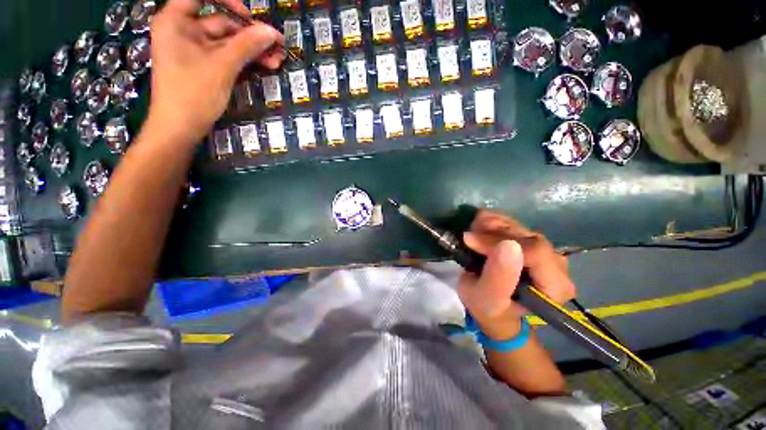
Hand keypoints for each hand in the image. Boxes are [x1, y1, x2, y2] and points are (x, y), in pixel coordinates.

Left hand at [147, 0, 284, 143]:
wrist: (181, 127)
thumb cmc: (193, 92)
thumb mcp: (222, 66)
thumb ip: (247, 46)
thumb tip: (272, 32)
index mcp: (177, 20)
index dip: (227, 0)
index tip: (249, 16)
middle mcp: (185, 30)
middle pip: (222, 22)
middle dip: (251, 34)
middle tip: (278, 44)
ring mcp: (196, 50)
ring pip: (229, 42)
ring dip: (254, 50)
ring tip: (278, 59)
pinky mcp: (206, 66)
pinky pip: (229, 57)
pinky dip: (246, 60)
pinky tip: (266, 65)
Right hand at [457, 210, 576, 339]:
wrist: (491, 307)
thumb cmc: (489, 308)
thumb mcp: (488, 299)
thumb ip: (499, 277)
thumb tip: (509, 245)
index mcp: (555, 286)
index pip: (535, 252)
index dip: (499, 241)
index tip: (471, 241)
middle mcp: (556, 265)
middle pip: (526, 236)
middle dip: (493, 232)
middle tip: (468, 236)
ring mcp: (544, 250)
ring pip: (519, 226)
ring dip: (490, 225)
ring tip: (471, 233)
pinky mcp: (530, 241)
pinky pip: (513, 222)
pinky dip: (491, 221)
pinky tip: (479, 228)